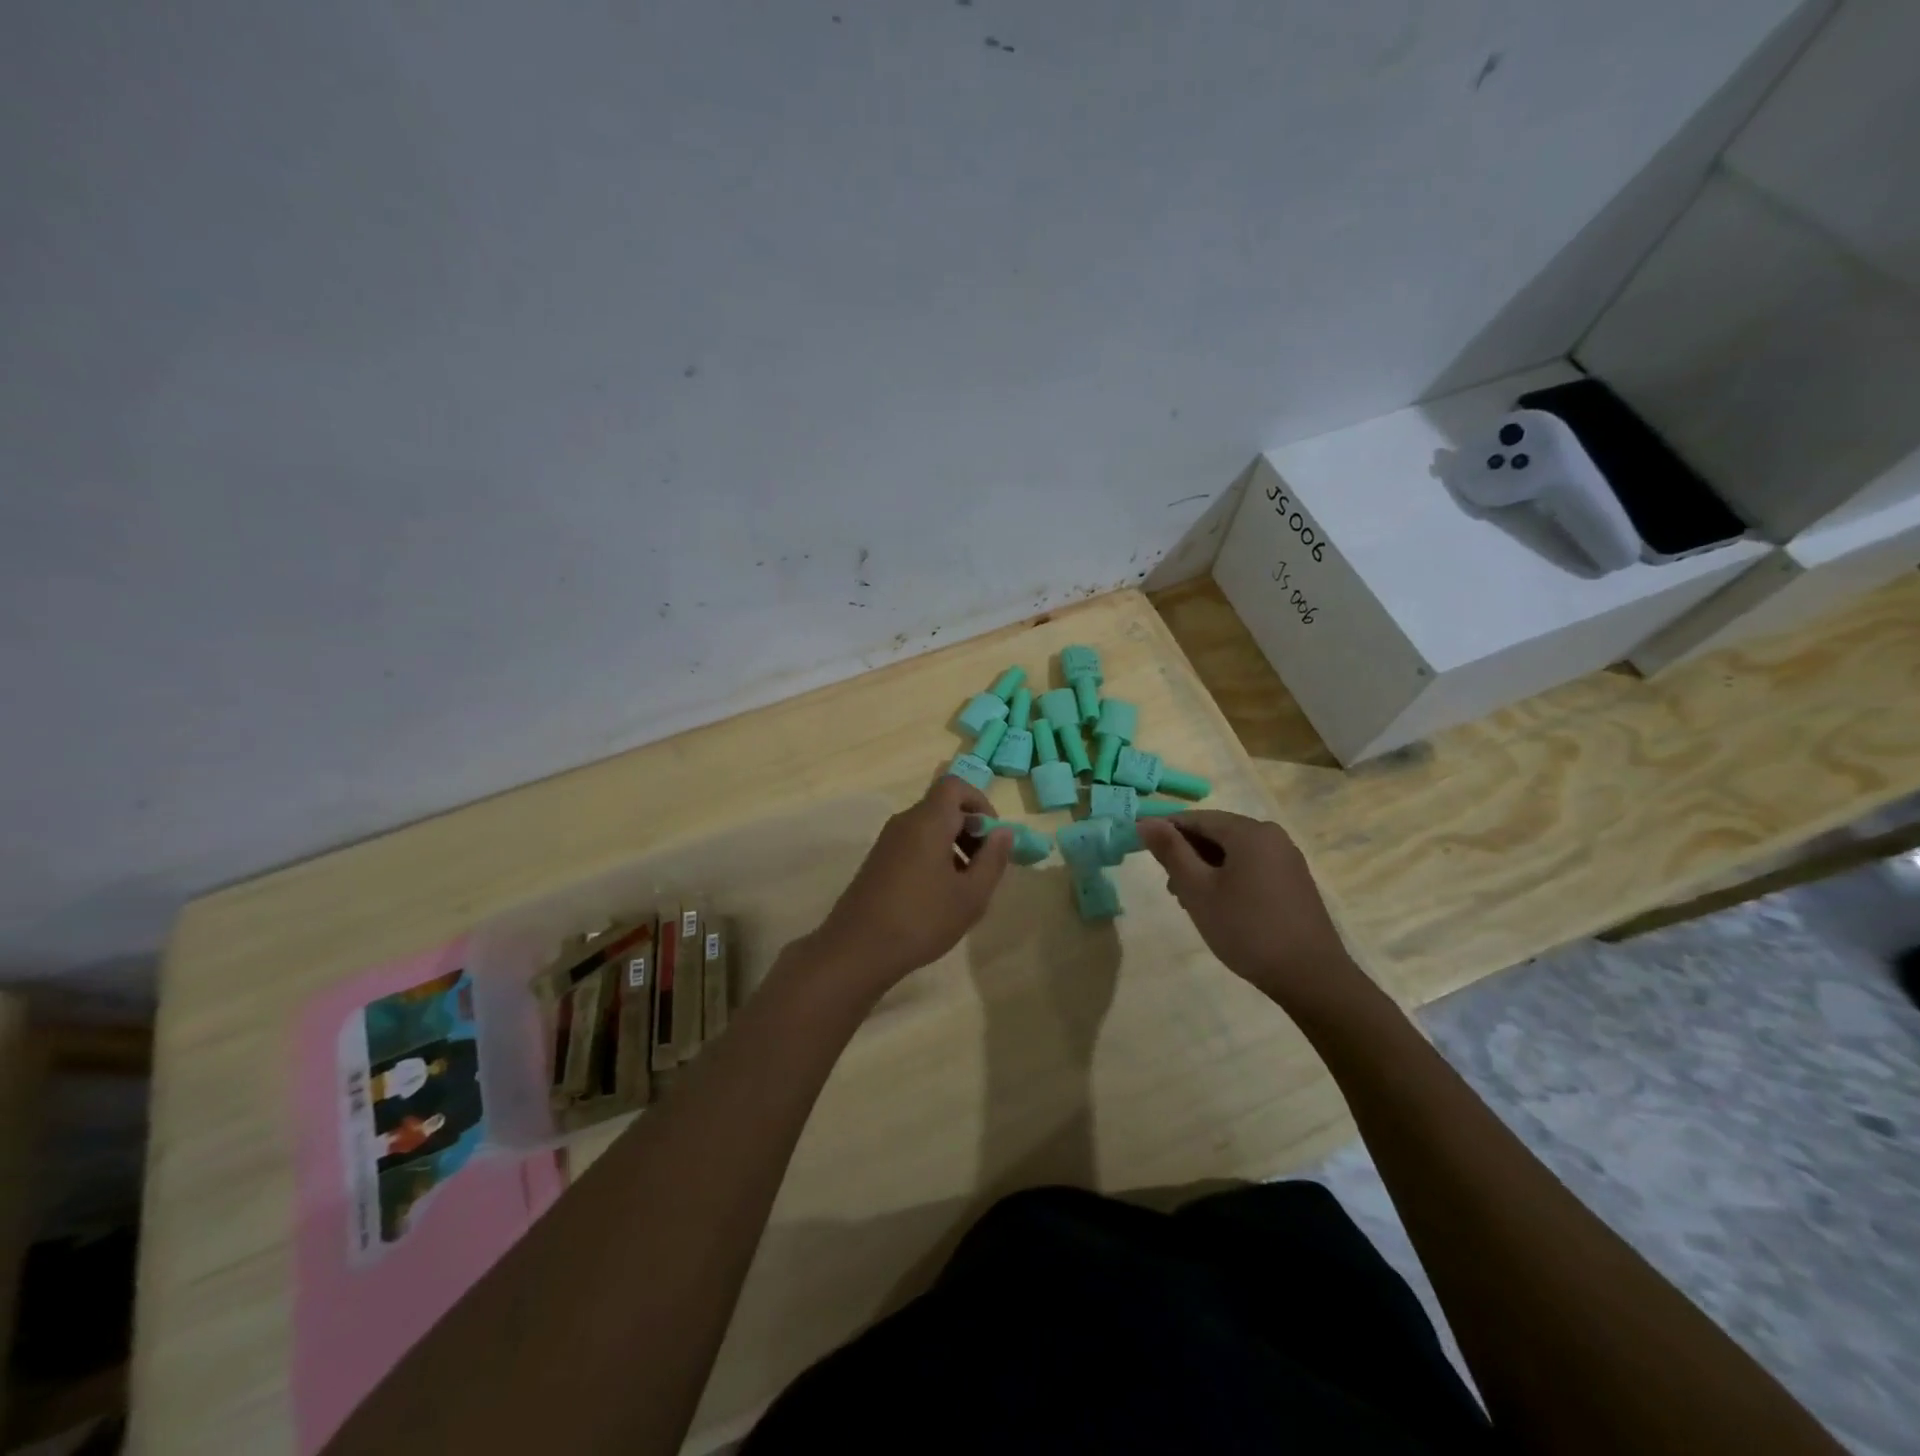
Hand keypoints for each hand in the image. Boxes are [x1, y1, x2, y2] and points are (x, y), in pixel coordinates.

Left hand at [801, 776, 1013, 993]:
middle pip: (943, 807)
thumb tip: (1004, 832)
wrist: (857, 949)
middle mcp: (905, 822)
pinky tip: (939, 895)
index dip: (980, 802)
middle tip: (984, 865)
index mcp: (928, 822)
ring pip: (928, 828)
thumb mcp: (970, 896)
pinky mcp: (878, 862)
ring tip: (965, 886)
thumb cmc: (922, 919)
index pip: (954, 786)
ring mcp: (887, 842)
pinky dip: (934, 856)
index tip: (993, 836)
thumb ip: (992, 859)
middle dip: (970, 828)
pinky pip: (913, 844)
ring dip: (953, 845)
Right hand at [1137, 810, 1365, 1011]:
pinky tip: (1221, 908)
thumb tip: (1146, 821)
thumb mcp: (1198, 890)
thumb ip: (1171, 851)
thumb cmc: (1246, 929)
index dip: (1166, 832)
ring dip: (1207, 870)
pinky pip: (1252, 867)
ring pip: (1233, 852)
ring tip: (1193, 903)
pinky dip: (1229, 879)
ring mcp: (1287, 859)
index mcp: (1249, 831)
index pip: (1196, 818)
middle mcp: (1271, 836)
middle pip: (1216, 833)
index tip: (1144, 855)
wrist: (1311, 977)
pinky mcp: (1294, 882)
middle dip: (1188, 855)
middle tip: (1173, 890)